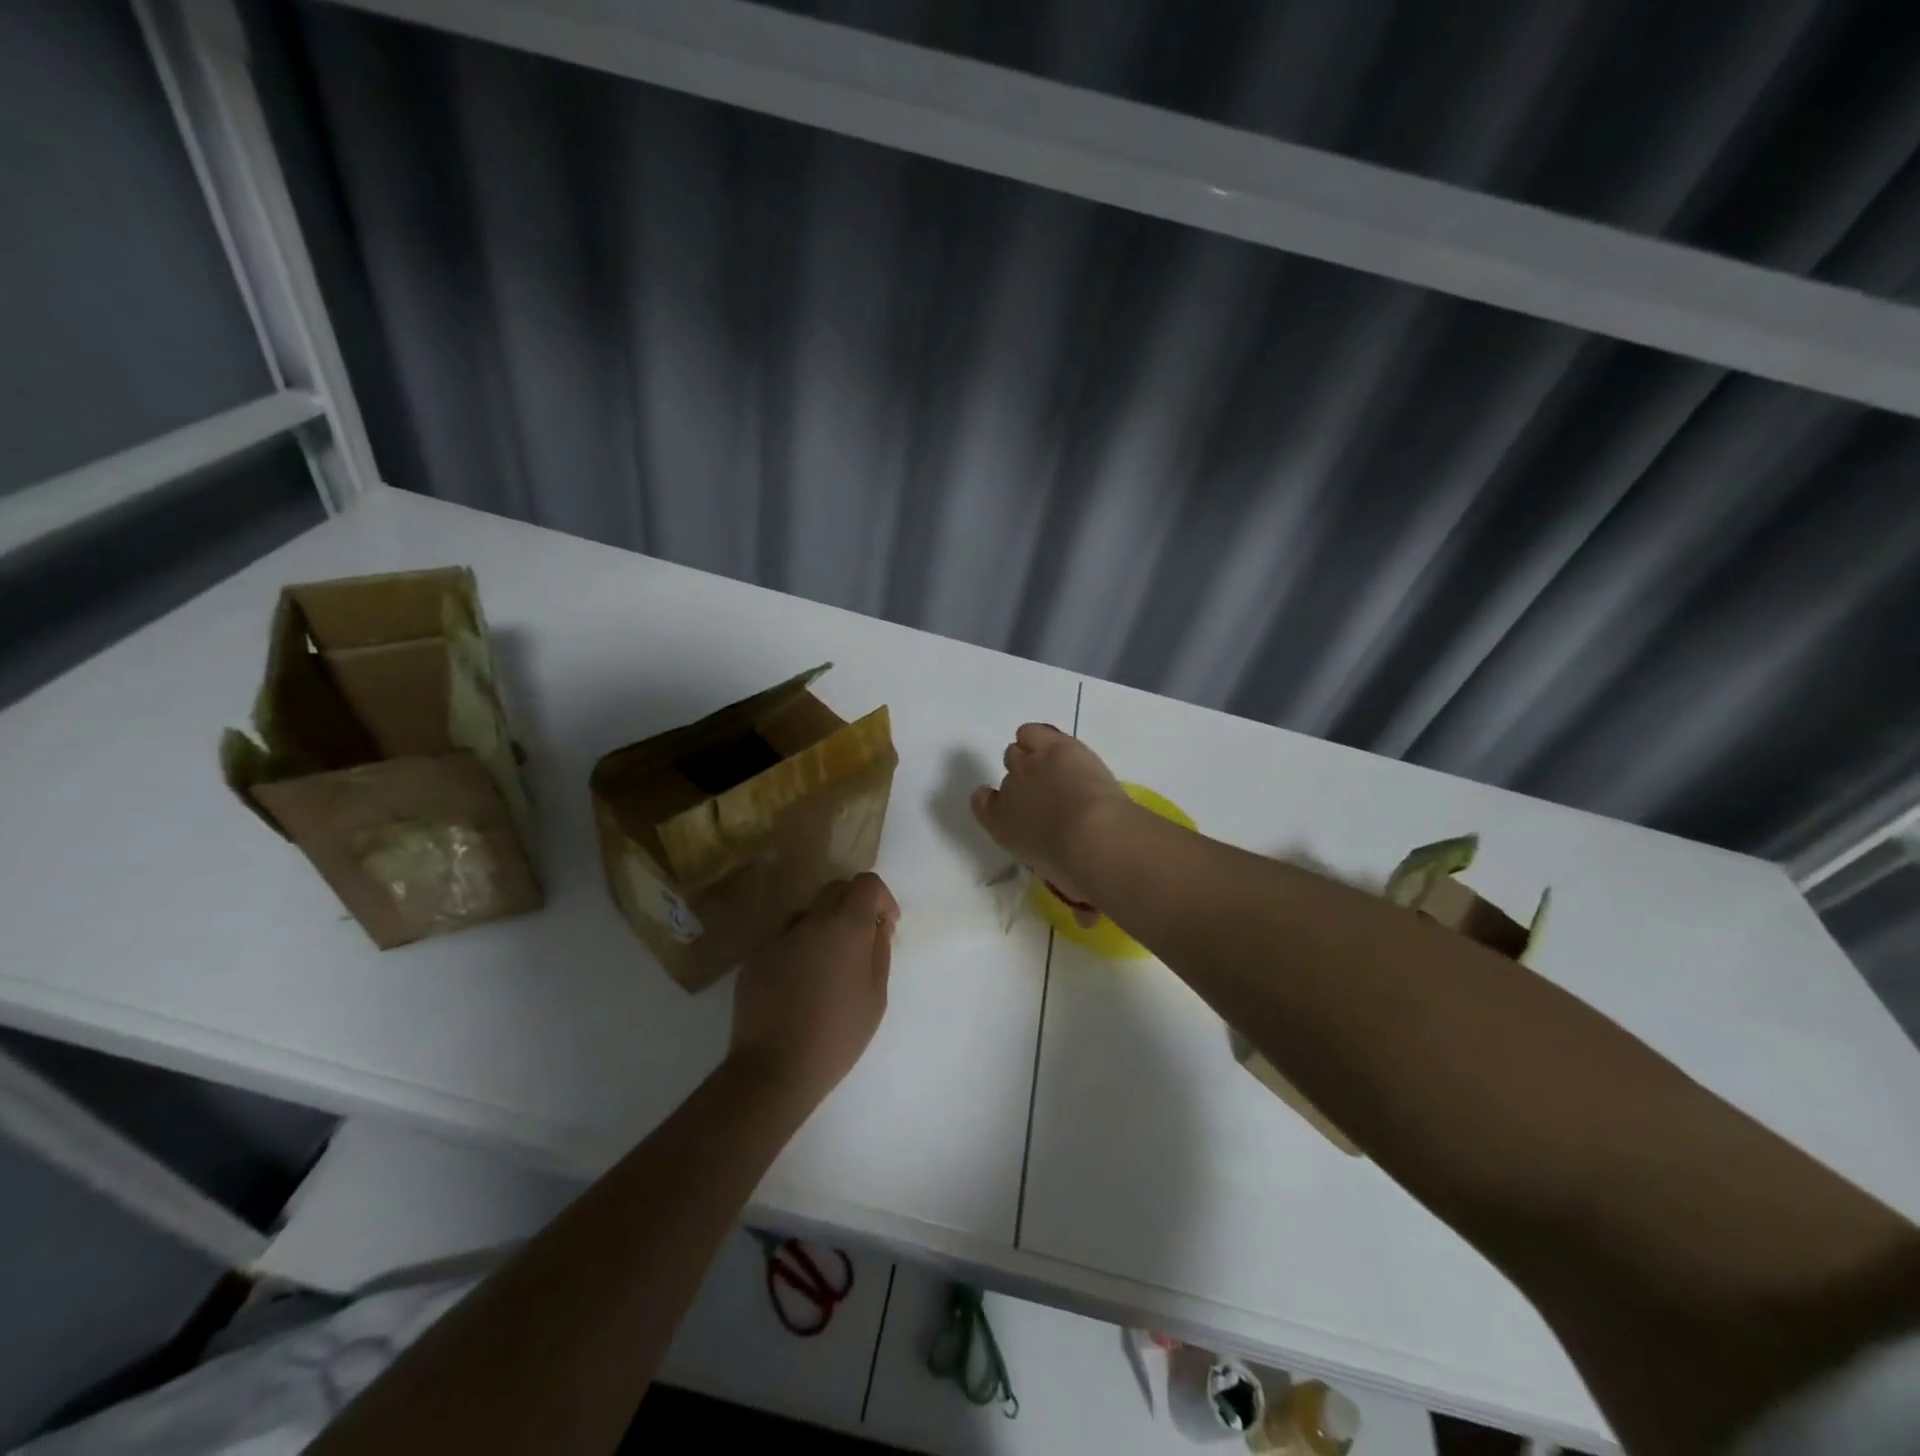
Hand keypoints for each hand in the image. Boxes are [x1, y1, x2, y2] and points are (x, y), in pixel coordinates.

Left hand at [729, 873, 899, 1106]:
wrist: (775, 1068)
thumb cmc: (838, 1035)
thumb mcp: (876, 997)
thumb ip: (879, 951)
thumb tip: (878, 926)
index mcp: (845, 927)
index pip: (867, 883)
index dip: (882, 898)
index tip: (886, 926)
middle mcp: (810, 921)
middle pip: (836, 889)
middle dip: (854, 904)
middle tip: (862, 939)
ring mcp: (778, 936)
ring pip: (808, 913)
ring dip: (825, 925)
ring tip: (829, 964)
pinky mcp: (755, 956)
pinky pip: (784, 938)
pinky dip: (799, 947)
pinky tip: (801, 982)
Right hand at [971, 724, 1129, 915]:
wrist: (1093, 836)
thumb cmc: (1076, 870)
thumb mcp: (1067, 887)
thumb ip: (1071, 896)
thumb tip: (1087, 918)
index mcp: (1001, 826)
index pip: (982, 804)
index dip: (994, 802)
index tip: (1011, 807)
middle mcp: (1008, 791)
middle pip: (1009, 774)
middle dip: (1027, 782)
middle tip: (1051, 793)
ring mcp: (1030, 764)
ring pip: (1018, 749)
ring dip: (1035, 757)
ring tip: (1058, 768)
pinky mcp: (1054, 745)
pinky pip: (1032, 731)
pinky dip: (1042, 737)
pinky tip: (1059, 748)